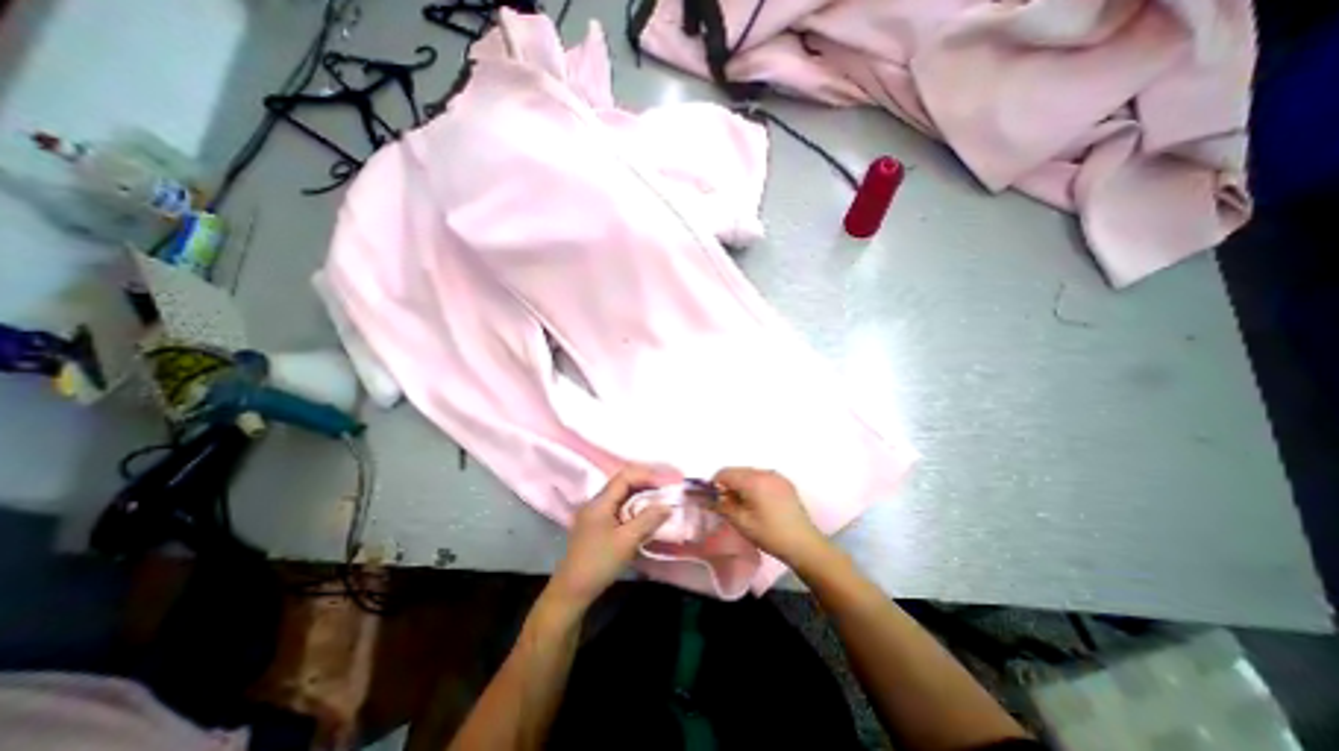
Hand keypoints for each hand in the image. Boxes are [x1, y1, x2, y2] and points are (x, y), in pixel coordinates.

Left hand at [551, 467, 684, 611]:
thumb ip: (648, 519)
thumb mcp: (627, 541)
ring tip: (659, 502)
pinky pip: (617, 507)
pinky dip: (632, 508)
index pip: (625, 477)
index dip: (646, 476)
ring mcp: (594, 513)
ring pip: (620, 496)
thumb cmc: (599, 563)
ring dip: (640, 496)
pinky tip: (644, 516)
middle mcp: (595, 502)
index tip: (665, 484)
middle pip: (622, 484)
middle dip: (645, 484)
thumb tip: (667, 505)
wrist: (572, 591)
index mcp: (600, 502)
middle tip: (665, 492)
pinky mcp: (596, 524)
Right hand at [716, 467, 834, 566]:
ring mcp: (777, 476)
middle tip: (728, 504)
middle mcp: (765, 472)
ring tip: (744, 505)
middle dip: (729, 484)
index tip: (714, 499)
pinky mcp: (785, 483)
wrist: (803, 544)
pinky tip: (759, 503)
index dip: (715, 484)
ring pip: (750, 474)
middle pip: (738, 471)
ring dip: (742, 485)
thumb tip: (710, 497)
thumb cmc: (770, 534)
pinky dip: (755, 485)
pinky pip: (763, 478)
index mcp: (753, 480)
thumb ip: (723, 505)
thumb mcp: (741, 522)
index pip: (725, 473)